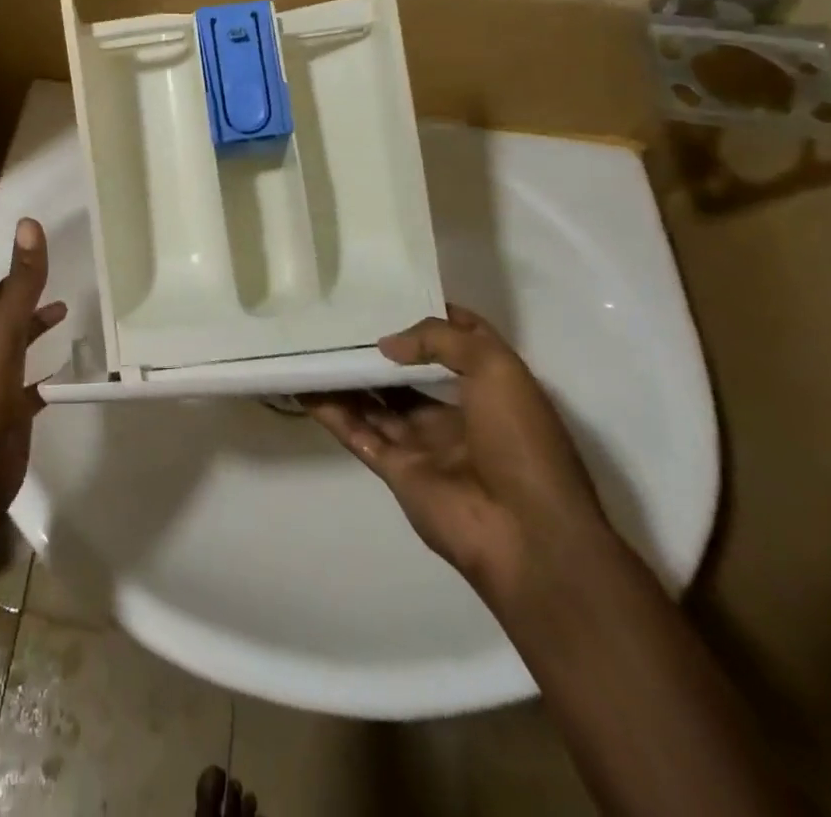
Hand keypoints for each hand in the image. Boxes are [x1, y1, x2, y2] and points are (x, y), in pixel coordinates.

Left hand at [0, 219, 65, 524]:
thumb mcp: (5, 331)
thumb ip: (20, 281)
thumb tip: (26, 224)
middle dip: (10, 285)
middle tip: (36, 266)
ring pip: (14, 342)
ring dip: (33, 323)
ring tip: (63, 309)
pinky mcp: (10, 410)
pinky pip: (31, 385)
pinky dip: (47, 373)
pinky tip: (68, 369)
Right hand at [306, 304, 605, 603]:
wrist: (526, 535)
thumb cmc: (521, 441)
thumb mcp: (495, 368)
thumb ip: (439, 340)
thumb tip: (387, 344)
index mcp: (492, 389)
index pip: (459, 342)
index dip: (431, 318)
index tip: (393, 294)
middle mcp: (457, 414)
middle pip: (409, 374)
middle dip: (379, 350)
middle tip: (338, 319)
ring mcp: (425, 444)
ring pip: (376, 402)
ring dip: (347, 377)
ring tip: (311, 345)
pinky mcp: (396, 471)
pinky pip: (357, 432)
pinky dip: (330, 411)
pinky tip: (304, 385)